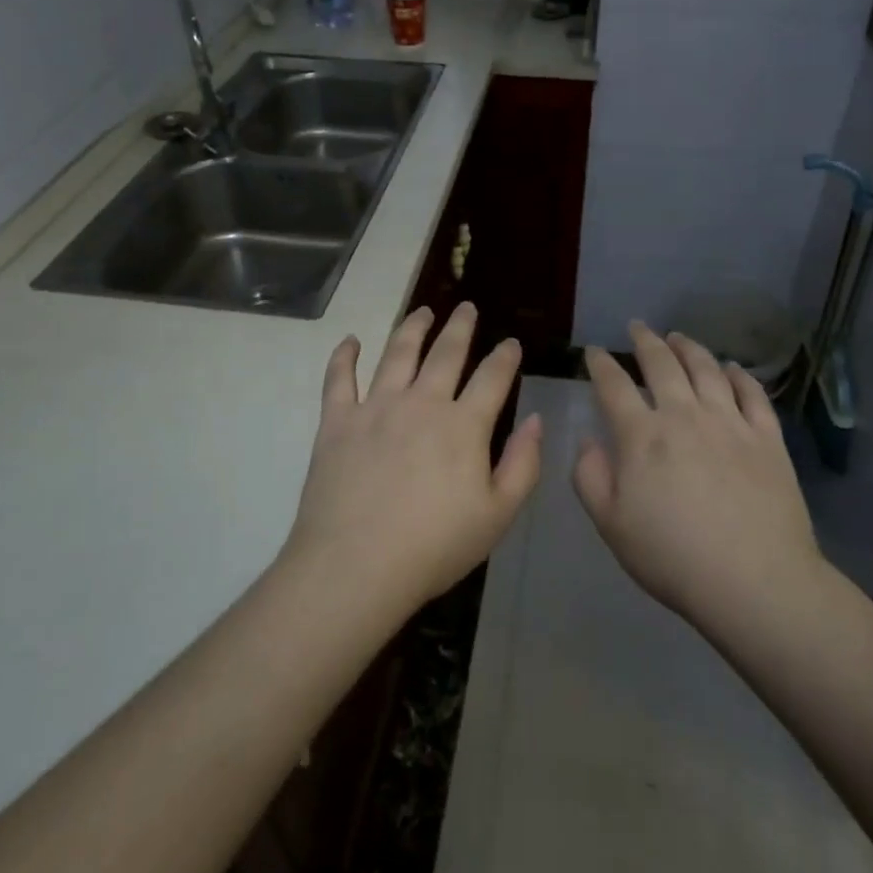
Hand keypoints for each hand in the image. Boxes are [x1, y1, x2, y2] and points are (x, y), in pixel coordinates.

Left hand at [284, 303, 542, 613]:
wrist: (356, 565)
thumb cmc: (434, 547)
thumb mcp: (498, 515)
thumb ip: (523, 464)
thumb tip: (536, 420)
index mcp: (463, 425)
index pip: (492, 378)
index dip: (505, 357)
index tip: (511, 343)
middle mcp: (421, 402)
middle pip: (446, 353)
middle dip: (460, 327)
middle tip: (466, 307)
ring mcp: (376, 407)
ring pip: (397, 353)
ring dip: (412, 327)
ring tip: (422, 311)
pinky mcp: (337, 421)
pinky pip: (339, 378)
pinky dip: (344, 356)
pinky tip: (350, 340)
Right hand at [574, 322, 819, 632]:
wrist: (754, 581)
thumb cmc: (673, 557)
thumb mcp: (611, 525)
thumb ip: (590, 477)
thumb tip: (589, 440)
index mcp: (642, 436)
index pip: (614, 386)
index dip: (600, 364)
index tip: (594, 351)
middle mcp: (684, 415)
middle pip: (662, 364)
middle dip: (645, 341)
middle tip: (637, 327)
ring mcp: (730, 423)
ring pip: (707, 369)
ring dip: (689, 348)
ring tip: (679, 337)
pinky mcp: (767, 438)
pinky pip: (752, 394)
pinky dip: (739, 375)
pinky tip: (732, 368)